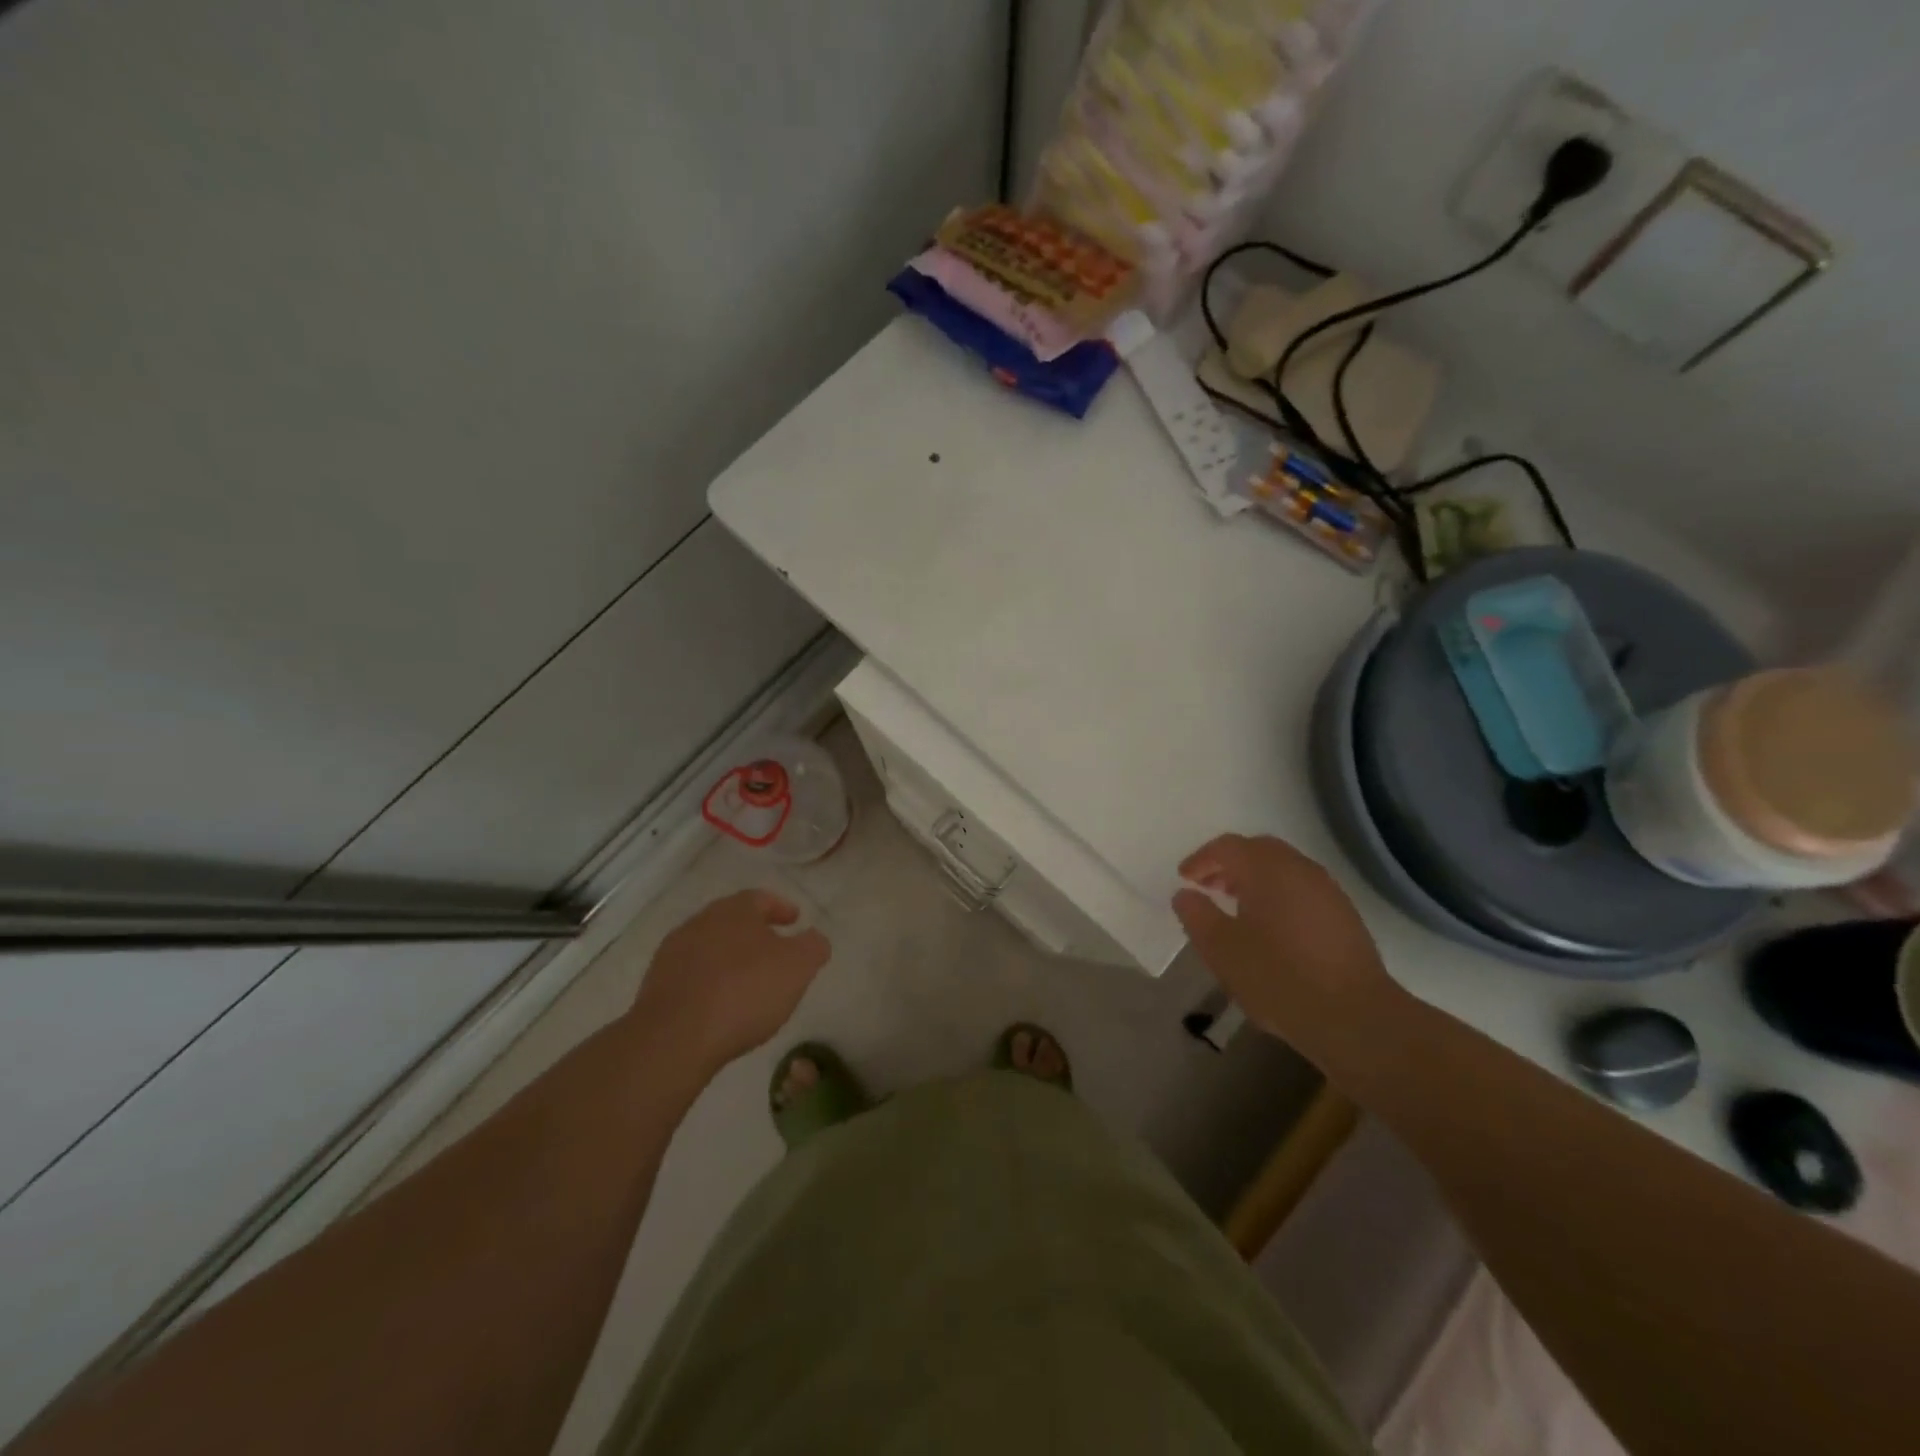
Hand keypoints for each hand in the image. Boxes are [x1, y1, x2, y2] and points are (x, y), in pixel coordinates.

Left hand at [630, 890, 829, 1075]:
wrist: (674, 1037)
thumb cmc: (744, 992)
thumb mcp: (798, 967)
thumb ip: (814, 946)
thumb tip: (815, 939)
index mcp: (735, 910)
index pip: (762, 898)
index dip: (781, 907)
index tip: (795, 920)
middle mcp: (701, 921)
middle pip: (733, 920)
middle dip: (754, 932)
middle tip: (774, 950)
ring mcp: (673, 953)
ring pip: (710, 946)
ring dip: (730, 958)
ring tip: (748, 982)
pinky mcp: (656, 984)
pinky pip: (692, 975)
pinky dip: (709, 982)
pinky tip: (720, 1004)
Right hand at [1172, 834, 1408, 1069]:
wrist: (1354, 1017)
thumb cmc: (1278, 977)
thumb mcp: (1221, 949)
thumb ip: (1196, 915)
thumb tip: (1185, 894)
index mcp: (1266, 869)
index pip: (1227, 847)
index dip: (1201, 860)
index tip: (1184, 879)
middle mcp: (1299, 868)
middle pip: (1258, 850)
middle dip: (1229, 864)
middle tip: (1209, 887)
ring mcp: (1327, 890)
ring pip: (1283, 869)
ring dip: (1255, 879)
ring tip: (1236, 908)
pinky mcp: (1344, 914)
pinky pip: (1301, 889)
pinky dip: (1278, 894)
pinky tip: (1271, 928)